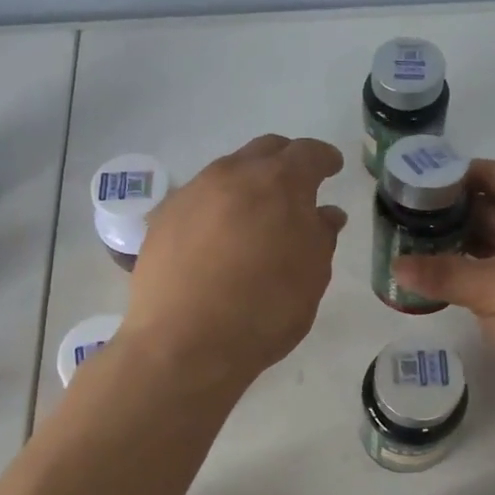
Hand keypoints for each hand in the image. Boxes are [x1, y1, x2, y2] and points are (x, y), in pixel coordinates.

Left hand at [123, 135, 345, 388]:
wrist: (185, 342)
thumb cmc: (264, 310)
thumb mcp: (312, 277)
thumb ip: (321, 236)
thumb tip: (325, 213)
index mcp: (280, 184)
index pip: (308, 153)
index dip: (324, 158)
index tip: (332, 167)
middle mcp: (233, 175)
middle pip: (265, 151)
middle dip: (285, 162)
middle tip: (296, 187)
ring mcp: (193, 193)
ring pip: (228, 172)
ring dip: (247, 184)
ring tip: (254, 215)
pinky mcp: (163, 217)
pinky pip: (199, 199)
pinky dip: (216, 208)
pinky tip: (218, 238)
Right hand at [394, 160, 494, 437]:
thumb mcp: (494, 290)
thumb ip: (444, 274)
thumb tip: (396, 265)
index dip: (474, 173)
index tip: (434, 183)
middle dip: (464, 213)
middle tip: (418, 220)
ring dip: (471, 247)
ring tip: (427, 251)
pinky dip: (483, 278)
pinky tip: (455, 289)